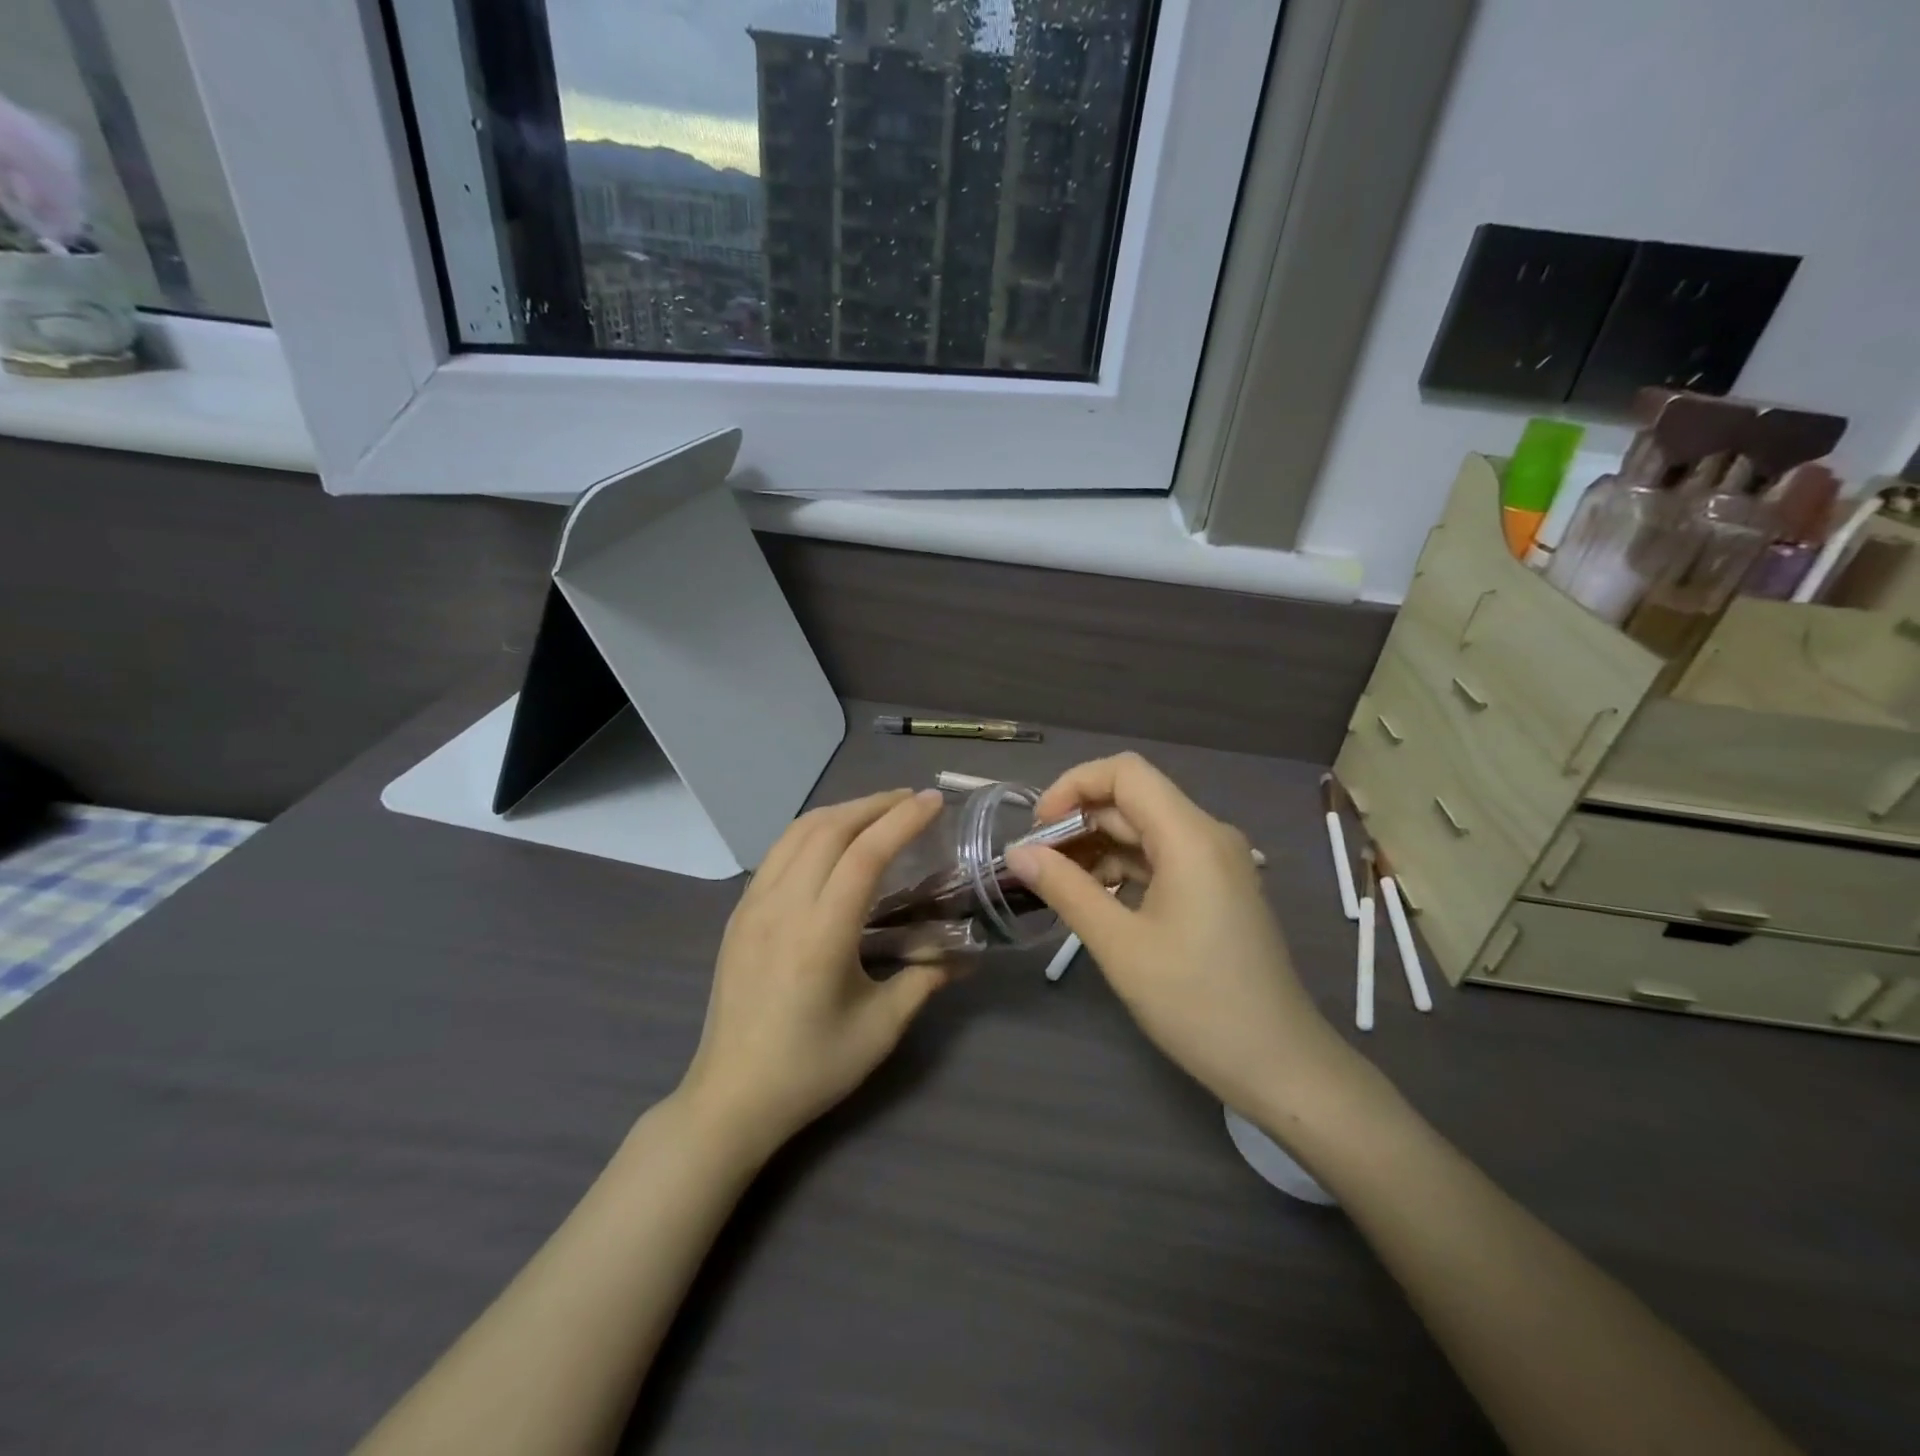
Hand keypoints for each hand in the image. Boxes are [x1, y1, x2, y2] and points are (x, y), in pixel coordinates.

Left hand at [680, 788, 949, 1157]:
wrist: (731, 1098)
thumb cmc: (810, 1068)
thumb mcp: (880, 1029)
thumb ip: (924, 980)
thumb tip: (963, 955)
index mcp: (820, 934)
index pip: (865, 854)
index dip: (902, 820)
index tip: (934, 801)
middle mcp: (782, 906)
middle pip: (829, 829)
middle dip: (874, 804)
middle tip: (912, 801)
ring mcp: (753, 906)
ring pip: (797, 833)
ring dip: (841, 812)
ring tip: (876, 811)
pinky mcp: (739, 914)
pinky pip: (778, 852)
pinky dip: (812, 831)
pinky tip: (831, 842)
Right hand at [1006, 754, 1353, 1120]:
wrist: (1279, 1066)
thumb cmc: (1197, 1003)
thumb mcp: (1120, 946)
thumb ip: (1065, 889)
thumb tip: (1017, 853)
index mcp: (1190, 836)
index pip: (1125, 773)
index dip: (1074, 786)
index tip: (1038, 829)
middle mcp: (1208, 836)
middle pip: (1133, 801)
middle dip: (1080, 823)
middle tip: (1036, 865)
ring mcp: (1217, 863)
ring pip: (1145, 831)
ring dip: (1098, 849)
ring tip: (1058, 887)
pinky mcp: (1217, 889)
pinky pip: (1162, 858)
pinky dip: (1123, 870)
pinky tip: (1095, 902)